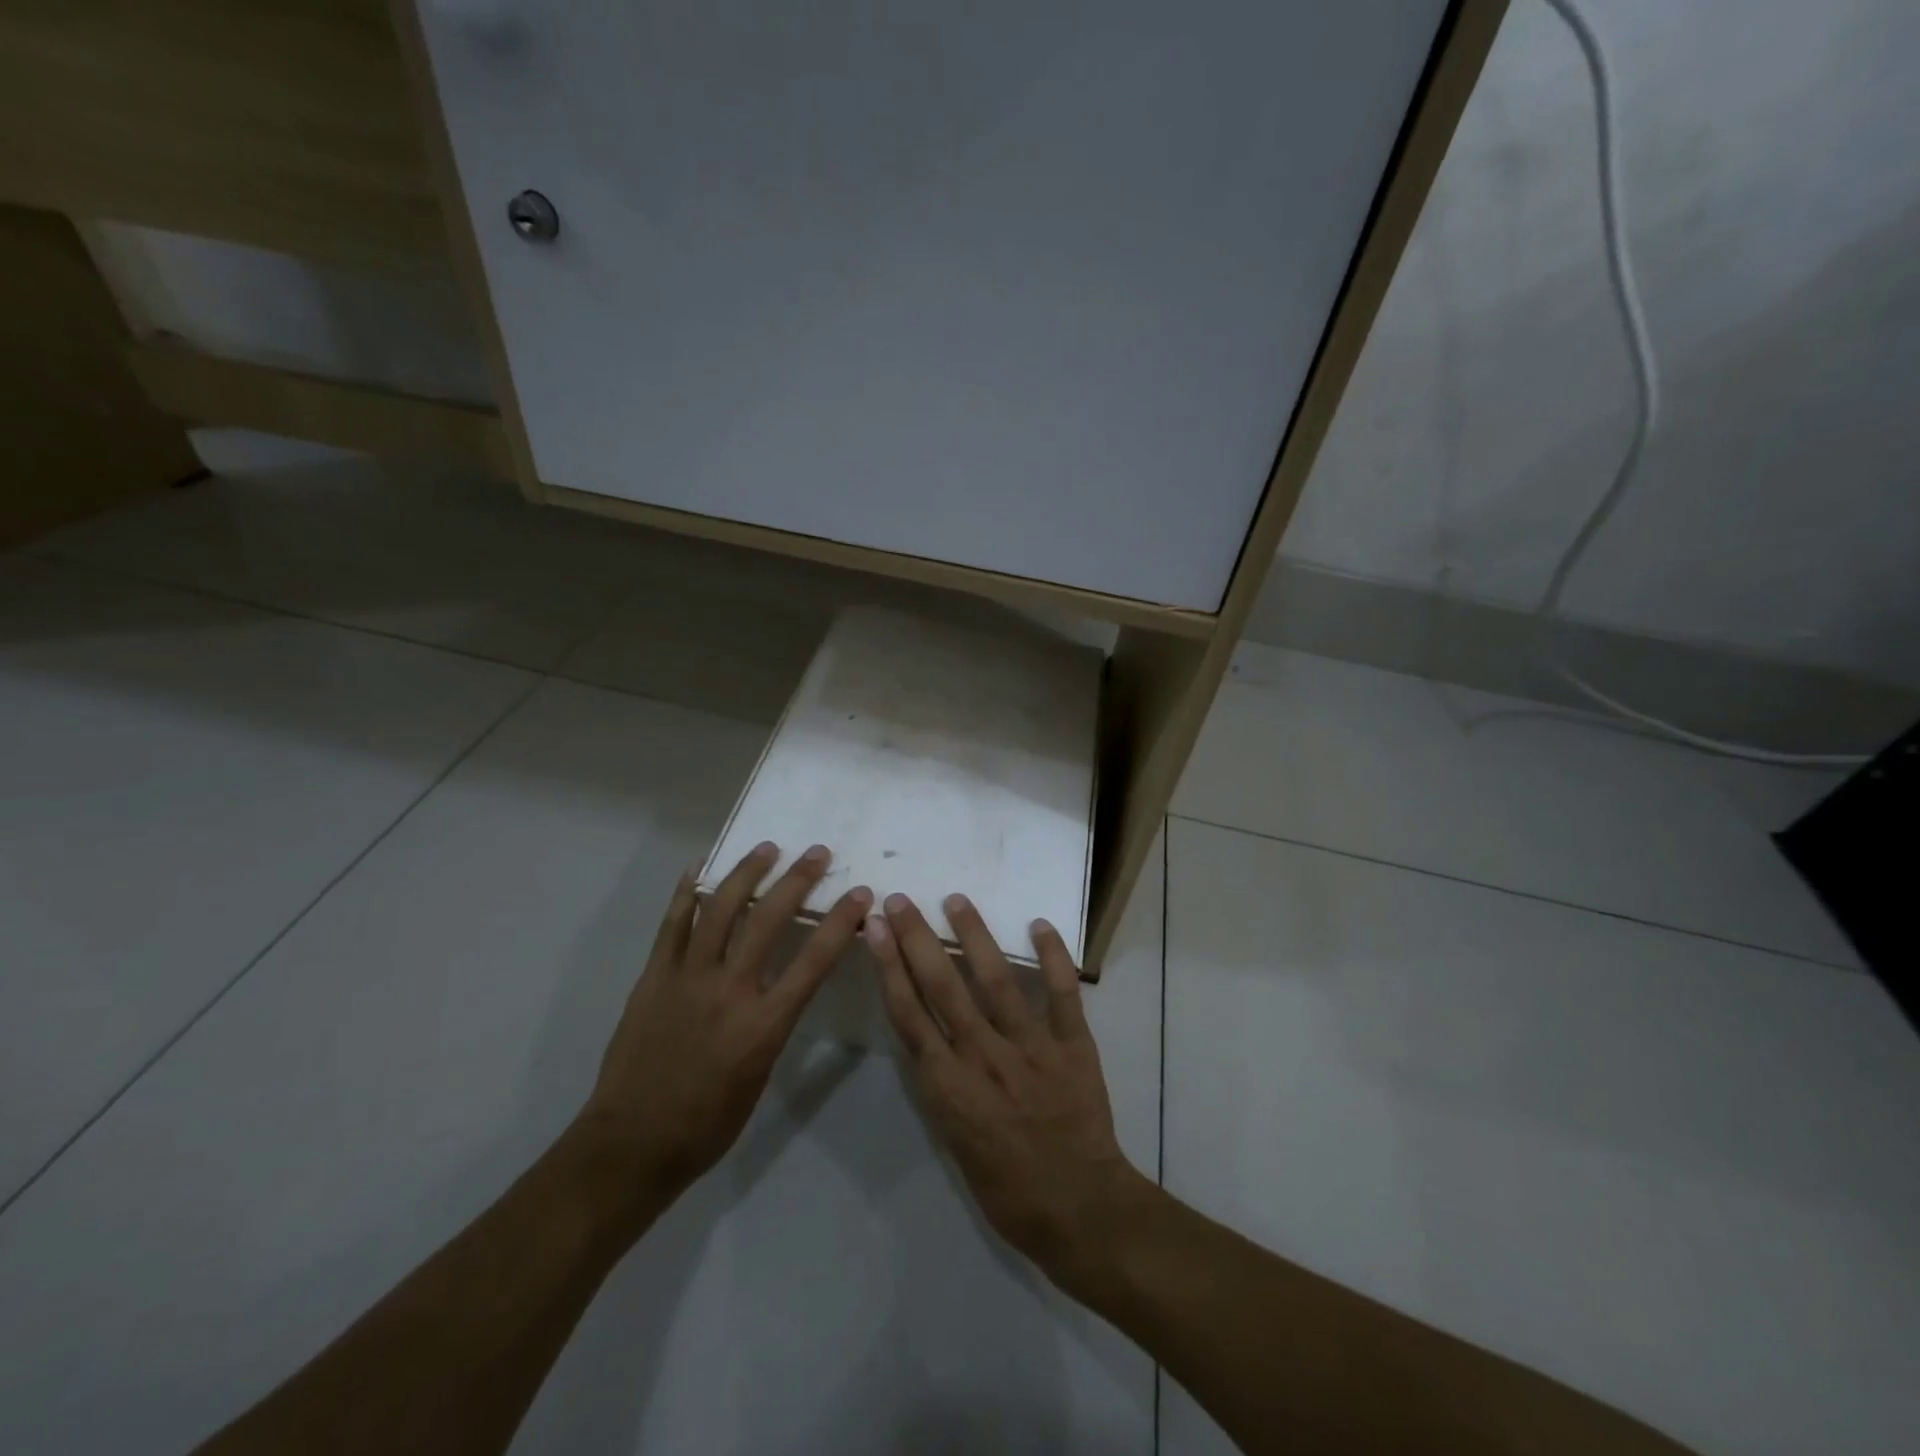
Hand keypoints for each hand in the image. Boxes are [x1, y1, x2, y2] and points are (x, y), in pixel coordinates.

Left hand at [578, 842, 871, 1209]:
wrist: (632, 1143)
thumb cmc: (708, 1123)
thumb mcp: (761, 1075)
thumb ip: (774, 1022)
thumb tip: (783, 986)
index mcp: (763, 1024)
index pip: (813, 961)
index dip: (840, 922)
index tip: (859, 894)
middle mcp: (728, 990)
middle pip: (768, 921)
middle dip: (797, 880)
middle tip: (816, 852)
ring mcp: (686, 978)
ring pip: (720, 910)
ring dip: (746, 873)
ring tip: (766, 848)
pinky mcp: (653, 977)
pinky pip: (672, 925)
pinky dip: (688, 892)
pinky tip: (700, 868)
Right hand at [867, 892, 1148, 1286]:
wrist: (1079, 1210)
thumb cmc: (1008, 1190)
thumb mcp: (954, 1143)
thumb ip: (941, 1087)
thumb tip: (927, 1042)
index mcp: (949, 1086)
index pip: (909, 1013)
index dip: (889, 967)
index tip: (875, 929)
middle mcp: (984, 1056)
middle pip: (942, 986)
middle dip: (917, 939)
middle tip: (901, 900)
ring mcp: (1030, 1047)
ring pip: (996, 980)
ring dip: (974, 935)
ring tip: (955, 900)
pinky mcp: (1073, 1045)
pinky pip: (1063, 993)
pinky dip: (1053, 957)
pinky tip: (1039, 924)